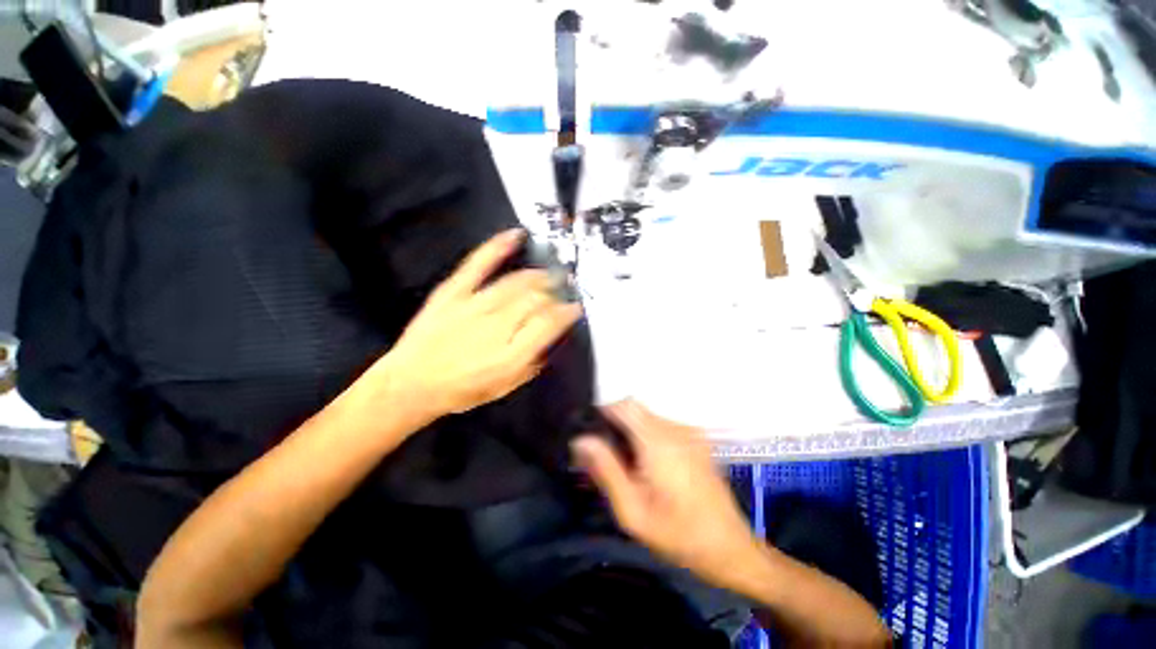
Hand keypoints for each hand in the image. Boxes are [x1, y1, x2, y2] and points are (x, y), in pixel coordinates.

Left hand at [379, 229, 582, 420]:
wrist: (411, 383)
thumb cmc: (463, 389)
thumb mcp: (505, 386)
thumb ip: (532, 362)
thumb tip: (551, 338)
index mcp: (511, 353)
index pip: (550, 323)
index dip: (567, 312)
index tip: (576, 308)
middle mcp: (497, 325)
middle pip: (537, 298)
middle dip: (557, 292)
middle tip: (566, 288)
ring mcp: (474, 304)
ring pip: (517, 281)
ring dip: (540, 275)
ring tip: (552, 273)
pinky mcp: (454, 291)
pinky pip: (479, 264)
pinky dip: (498, 247)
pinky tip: (516, 235)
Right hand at [572, 400, 761, 590]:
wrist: (729, 547)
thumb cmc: (678, 534)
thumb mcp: (633, 511)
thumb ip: (606, 470)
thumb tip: (581, 440)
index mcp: (659, 442)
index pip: (625, 406)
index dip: (604, 411)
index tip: (590, 431)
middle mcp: (675, 429)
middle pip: (635, 408)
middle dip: (614, 423)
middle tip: (604, 453)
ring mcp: (689, 432)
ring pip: (647, 416)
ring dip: (630, 430)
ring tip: (625, 462)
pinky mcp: (696, 439)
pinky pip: (662, 425)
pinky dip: (646, 435)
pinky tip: (647, 464)